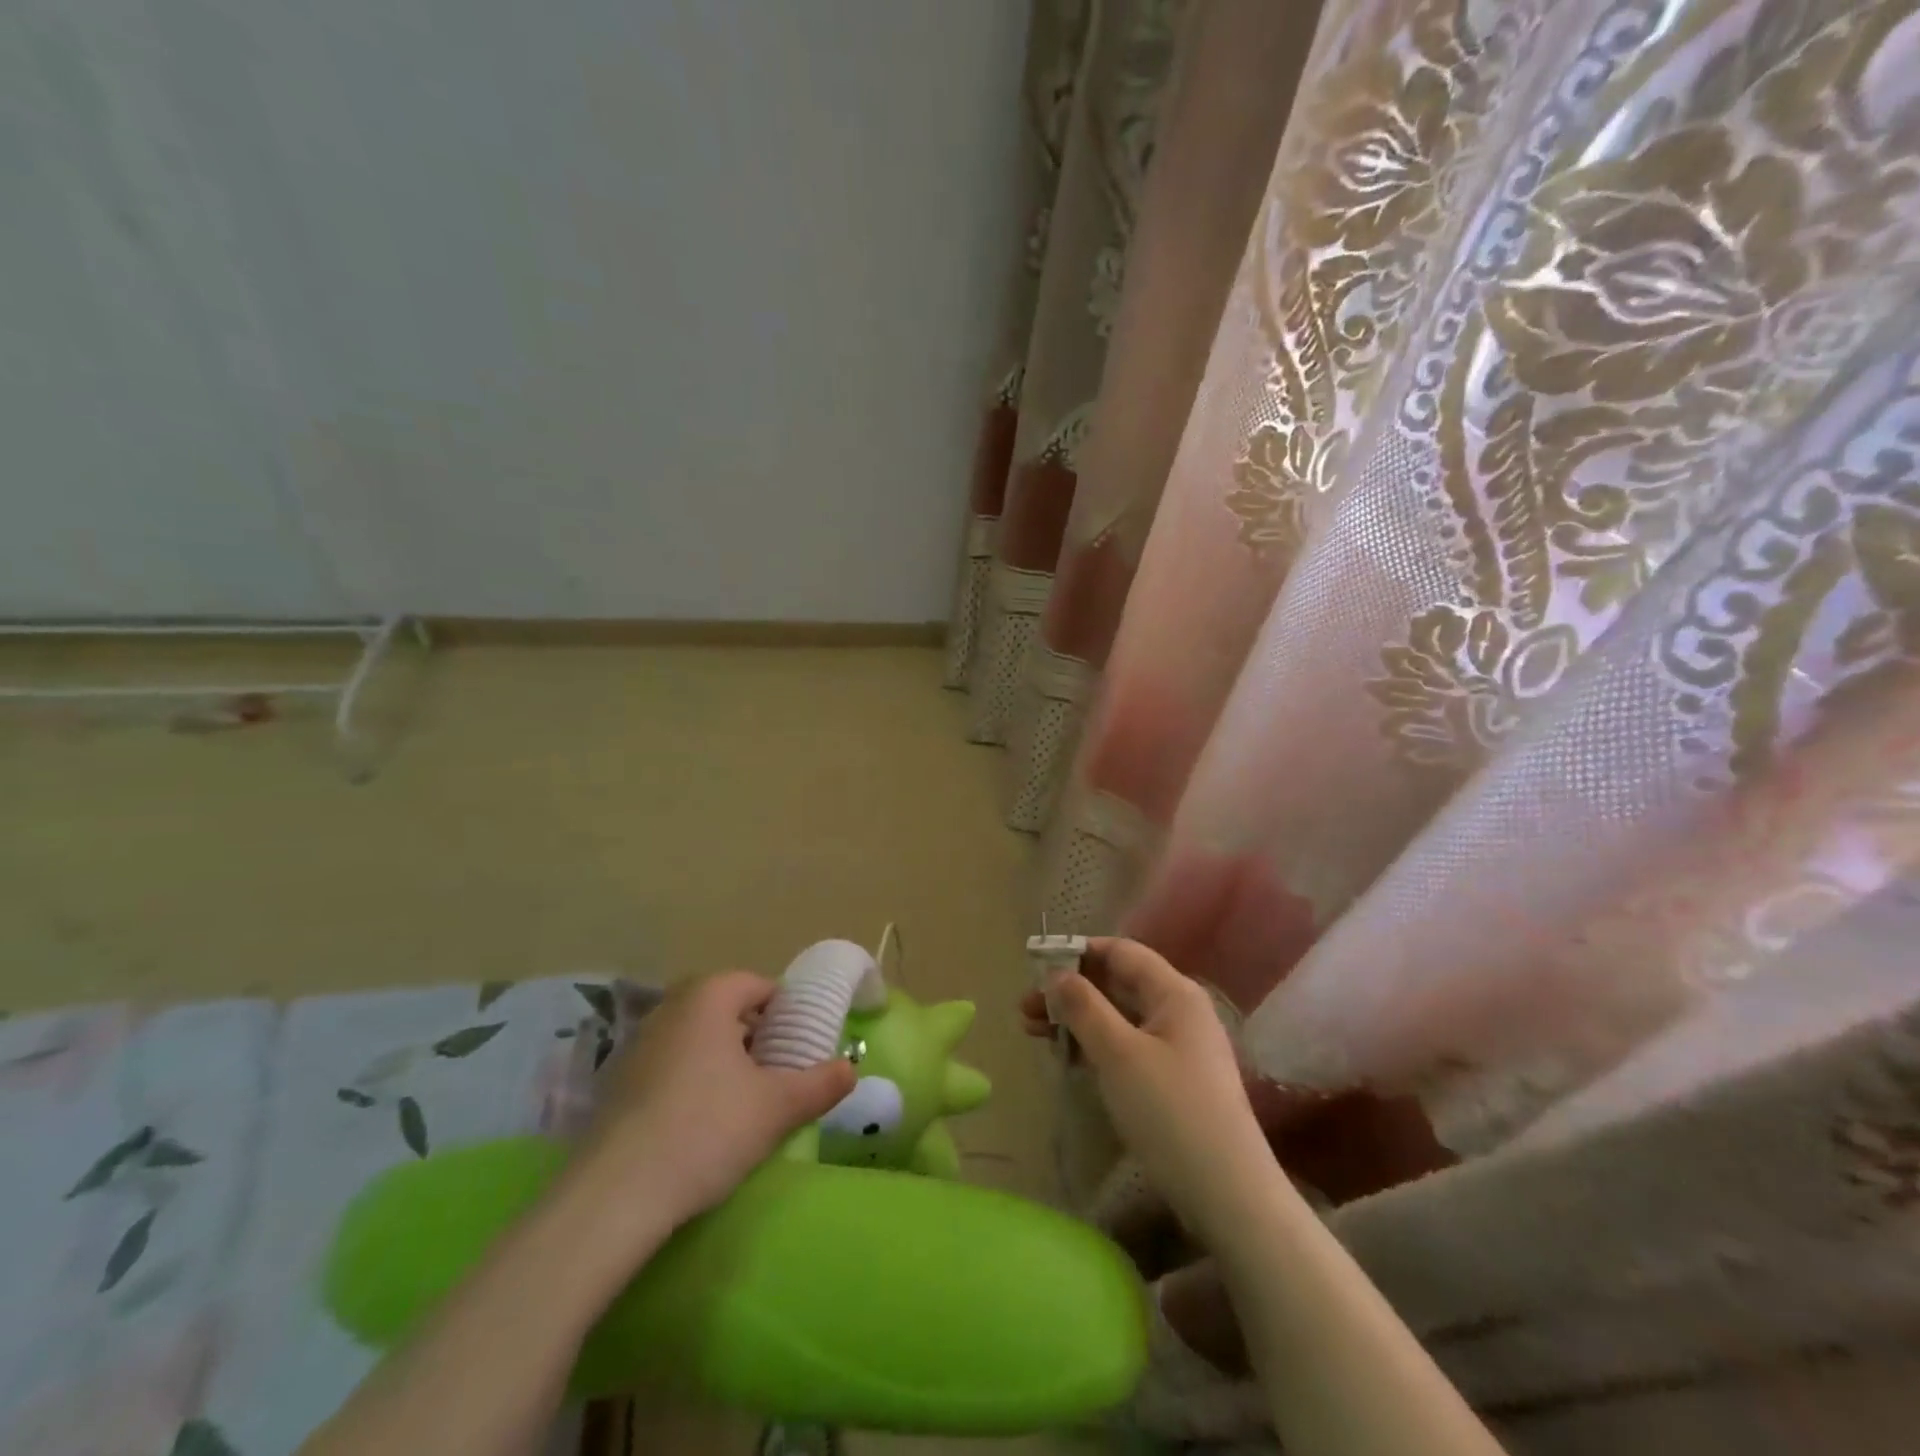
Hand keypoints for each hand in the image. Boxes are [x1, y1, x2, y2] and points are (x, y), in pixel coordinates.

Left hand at [573, 971, 855, 1243]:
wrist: (615, 1195)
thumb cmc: (707, 1129)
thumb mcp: (777, 1107)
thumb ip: (820, 1083)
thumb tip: (850, 1069)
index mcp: (709, 996)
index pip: (759, 985)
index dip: (786, 1013)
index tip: (801, 1048)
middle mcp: (670, 1008)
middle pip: (726, 1011)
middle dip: (755, 1037)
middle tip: (777, 1075)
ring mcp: (637, 1045)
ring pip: (696, 1040)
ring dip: (722, 1061)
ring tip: (743, 1102)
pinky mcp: (616, 1084)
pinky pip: (669, 1067)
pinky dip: (691, 1082)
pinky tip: (700, 1125)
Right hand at [1021, 938, 1272, 1246]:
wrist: (1229, 1195)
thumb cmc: (1170, 1112)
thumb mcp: (1118, 1054)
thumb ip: (1084, 1007)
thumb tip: (1057, 974)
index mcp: (1174, 992)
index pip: (1121, 952)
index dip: (1078, 953)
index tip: (1036, 968)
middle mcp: (1180, 1011)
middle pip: (1118, 983)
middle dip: (1071, 991)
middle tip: (1025, 1010)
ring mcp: (1179, 1047)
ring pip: (1120, 1017)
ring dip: (1078, 1019)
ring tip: (1034, 1033)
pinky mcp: (1175, 1080)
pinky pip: (1128, 1045)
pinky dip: (1096, 1045)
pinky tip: (1069, 1059)